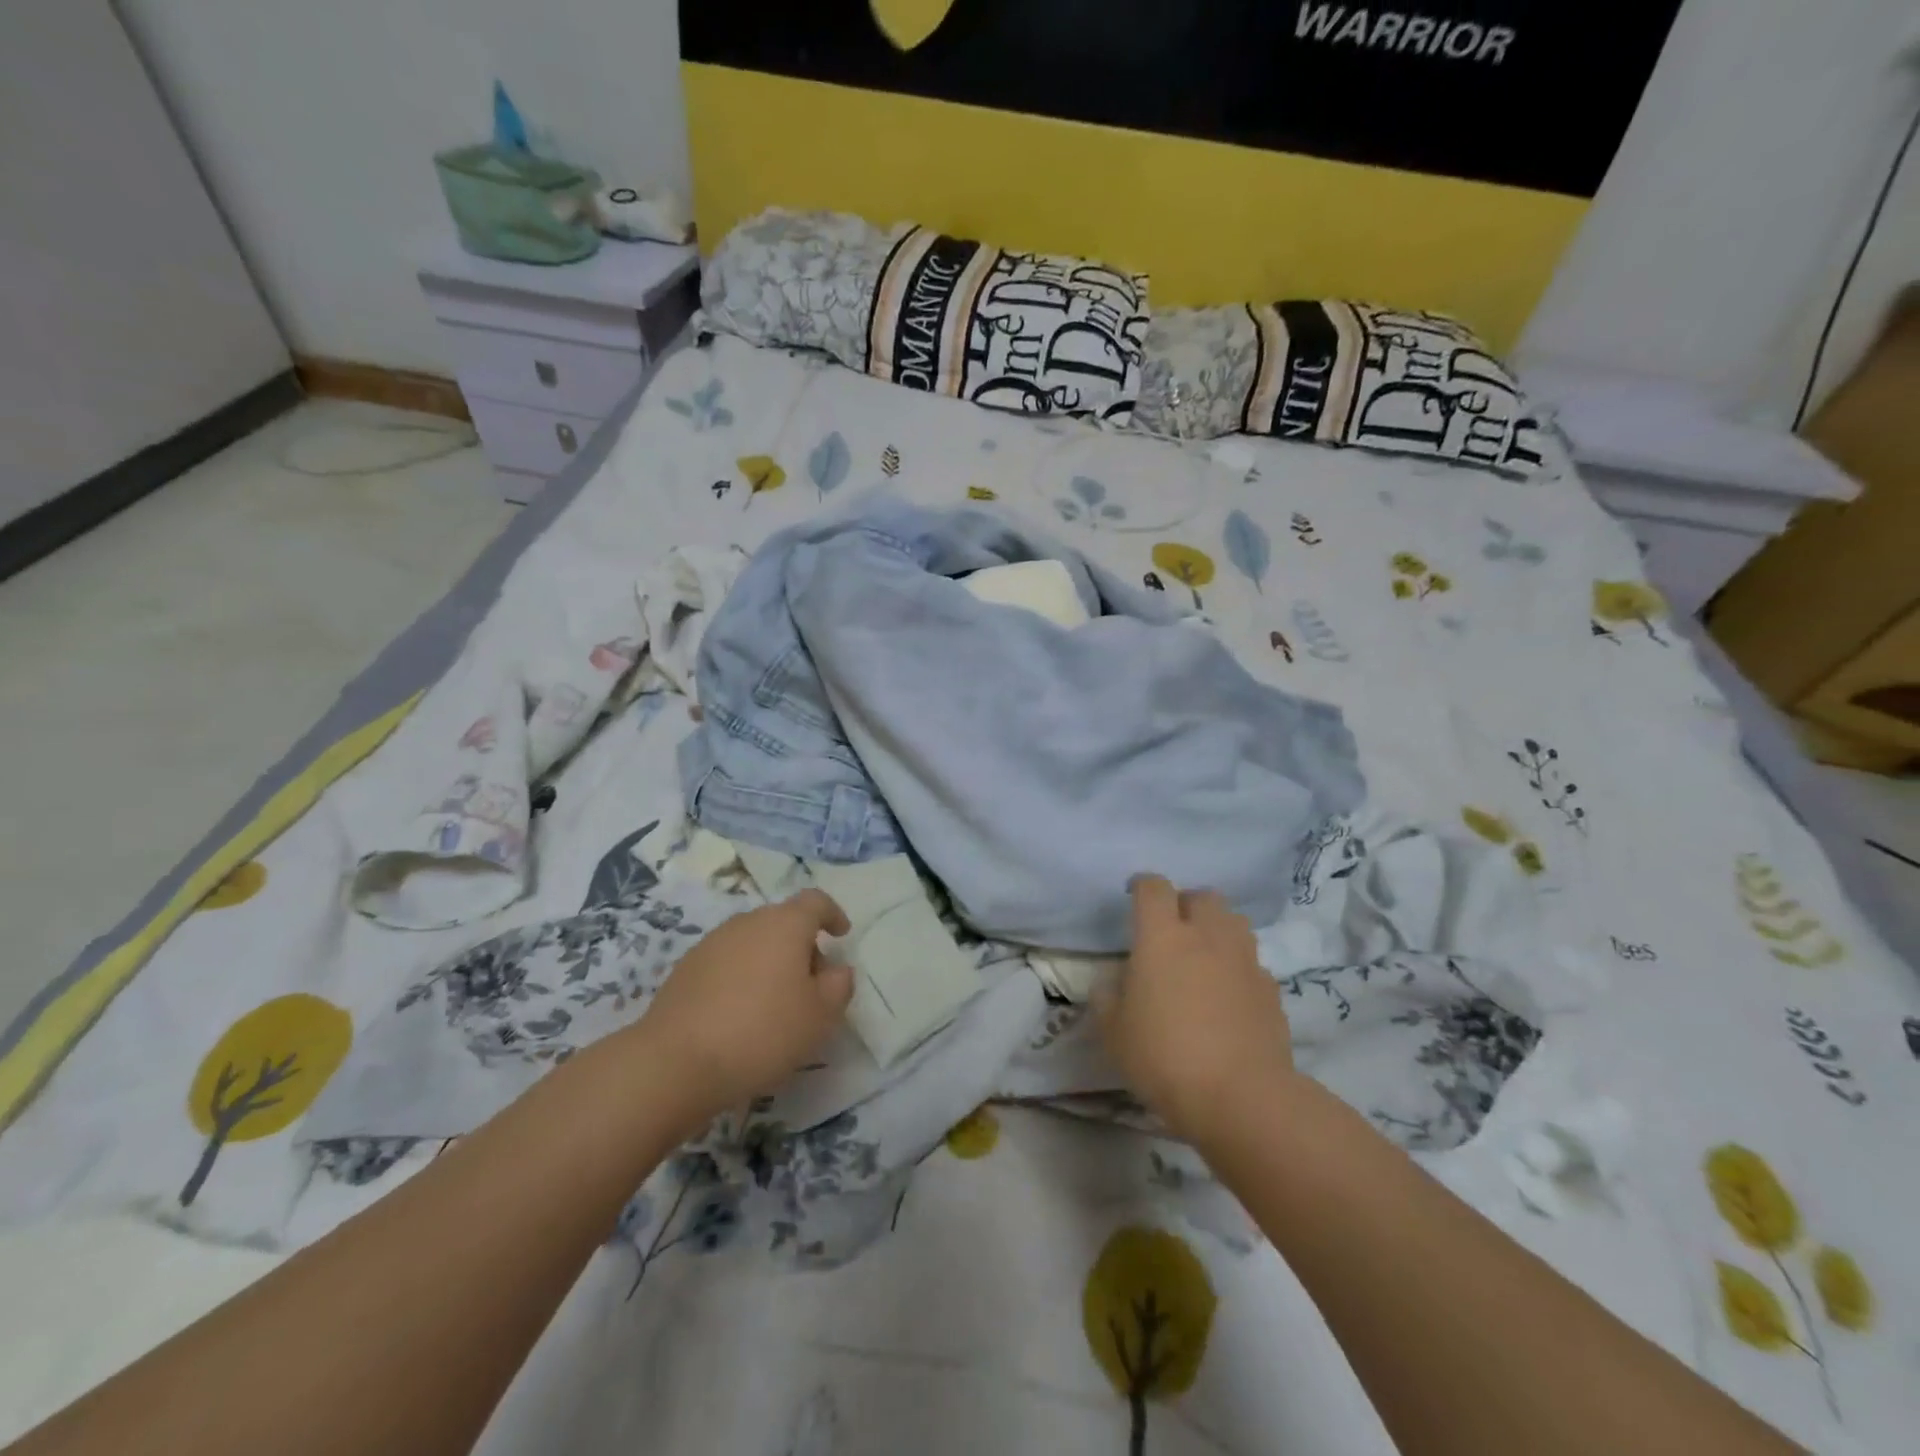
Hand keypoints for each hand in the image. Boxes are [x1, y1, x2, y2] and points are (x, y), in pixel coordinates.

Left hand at [638, 889, 852, 1128]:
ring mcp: (712, 943)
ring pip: (753, 942)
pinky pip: (727, 962)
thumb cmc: (762, 1033)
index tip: (841, 935)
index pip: (815, 902)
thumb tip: (836, 969)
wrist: (674, 1062)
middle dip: (802, 945)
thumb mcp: (820, 1016)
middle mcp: (747, 923)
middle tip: (812, 983)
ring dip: (770, 961)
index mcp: (785, 924)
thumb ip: (839, 986)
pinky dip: (741, 977)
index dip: (832, 914)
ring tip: (776, 1003)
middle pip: (783, 921)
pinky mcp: (685, 969)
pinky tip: (740, 1014)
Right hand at [1098, 875, 1295, 1139]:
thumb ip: (1107, 997)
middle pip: (1202, 896)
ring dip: (1216, 929)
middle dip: (1185, 904)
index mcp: (1162, 937)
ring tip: (1203, 955)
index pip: (1153, 888)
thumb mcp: (1113, 1032)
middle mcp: (1206, 937)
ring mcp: (1244, 961)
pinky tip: (1228, 995)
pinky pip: (1251, 962)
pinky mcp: (1271, 989)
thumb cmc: (1163, 1057)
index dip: (1142, 886)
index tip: (1133, 896)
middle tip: (1172, 929)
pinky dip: (1238, 967)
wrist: (1240, 1097)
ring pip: (1234, 922)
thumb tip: (1112, 980)